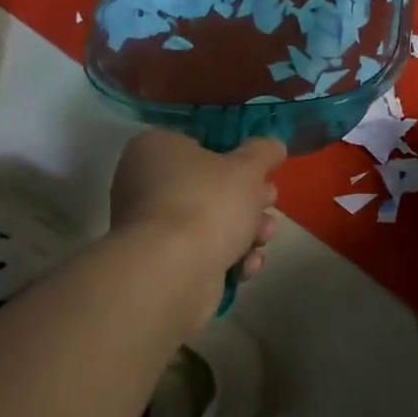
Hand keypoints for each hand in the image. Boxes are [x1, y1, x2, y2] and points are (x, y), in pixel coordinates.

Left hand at [109, 131, 285, 283]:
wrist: (174, 272)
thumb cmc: (208, 203)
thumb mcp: (248, 167)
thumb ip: (263, 152)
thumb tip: (272, 146)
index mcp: (156, 149)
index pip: (201, 144)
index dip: (236, 157)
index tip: (262, 171)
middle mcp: (145, 185)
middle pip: (209, 187)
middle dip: (248, 199)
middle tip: (269, 203)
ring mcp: (150, 228)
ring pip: (210, 223)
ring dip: (246, 231)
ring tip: (264, 238)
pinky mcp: (161, 264)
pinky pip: (201, 253)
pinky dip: (227, 258)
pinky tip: (246, 266)